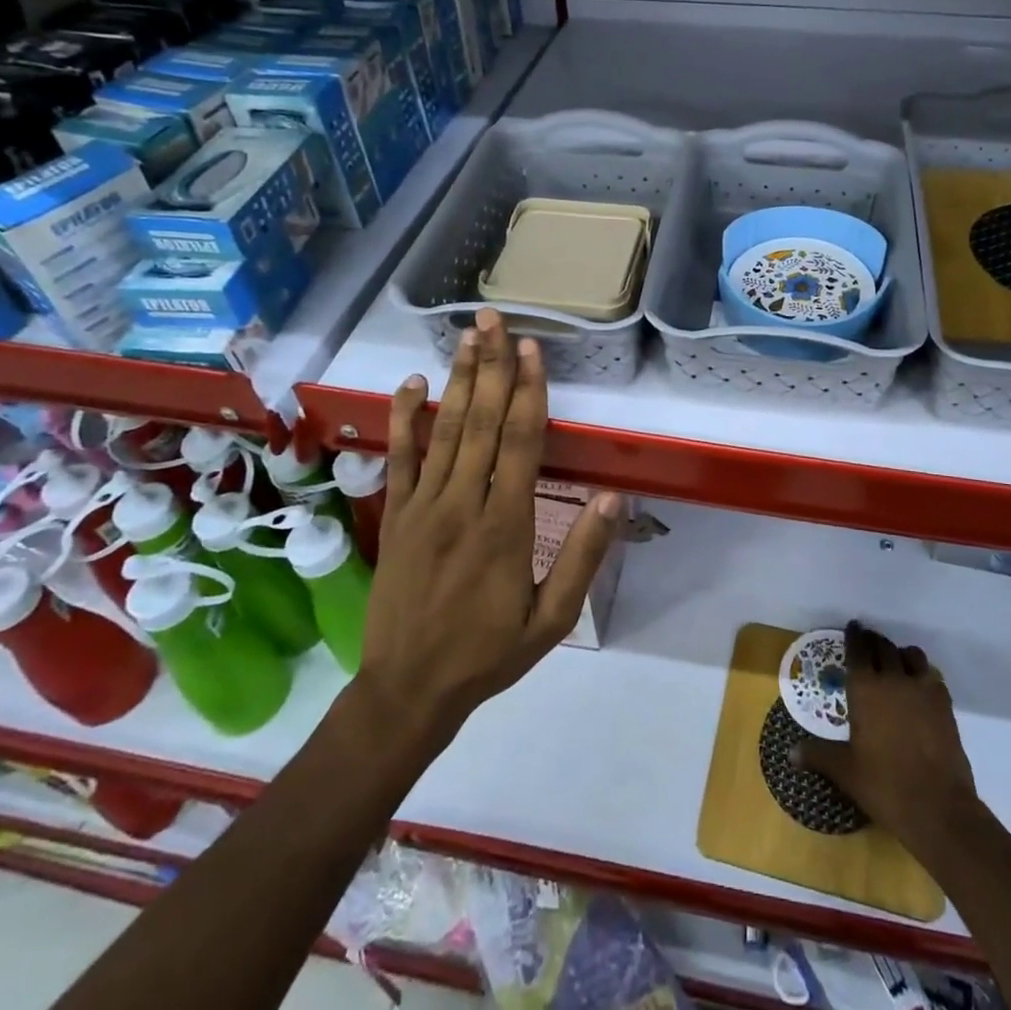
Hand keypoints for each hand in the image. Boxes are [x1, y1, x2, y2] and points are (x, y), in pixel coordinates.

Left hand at [352, 309, 623, 755]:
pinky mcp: (398, 514)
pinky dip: (405, 417)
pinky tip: (413, 383)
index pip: (520, 442)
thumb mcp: (553, 619)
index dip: (528, 391)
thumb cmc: (489, 653)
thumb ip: (582, 556)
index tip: (532, 349)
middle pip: (481, 421)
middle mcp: (463, 502)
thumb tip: (612, 497)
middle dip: (491, 366)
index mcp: (505, 525)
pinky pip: (400, 456)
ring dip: (458, 378)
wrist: (408, 690)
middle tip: (495, 319)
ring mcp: (424, 505)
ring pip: (444, 429)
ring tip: (467, 335)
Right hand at [792, 621, 982, 859]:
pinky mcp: (944, 704)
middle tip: (868, 643)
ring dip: (900, 653)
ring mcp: (921, 689)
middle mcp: (892, 679)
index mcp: (865, 689)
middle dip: (874, 641)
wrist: (938, 807)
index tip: (853, 628)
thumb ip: (818, 755)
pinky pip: (932, 675)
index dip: (854, 636)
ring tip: (895, 661)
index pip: (858, 650)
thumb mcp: (846, 771)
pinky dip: (923, 673)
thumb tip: (790, 754)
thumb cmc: (885, 785)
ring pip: (911, 655)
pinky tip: (919, 686)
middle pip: (883, 647)